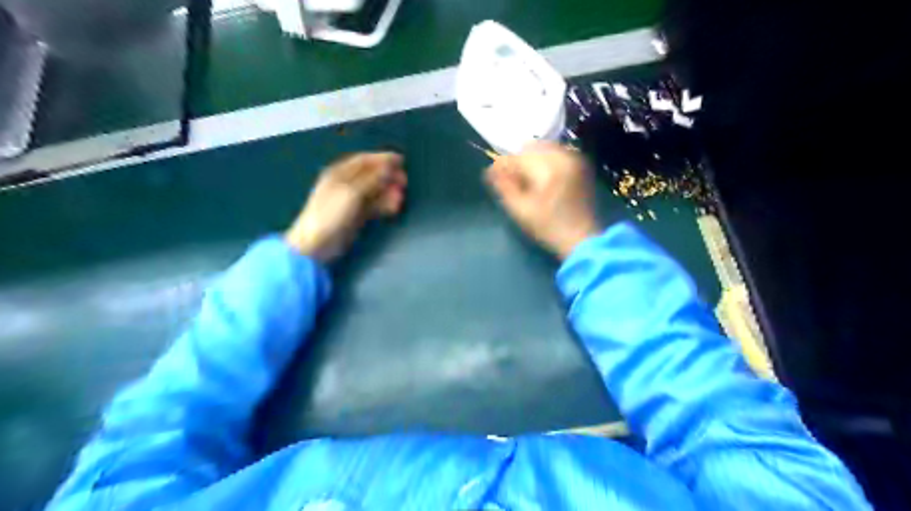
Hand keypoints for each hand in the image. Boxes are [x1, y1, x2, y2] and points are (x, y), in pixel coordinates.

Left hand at [285, 151, 406, 263]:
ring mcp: (351, 201)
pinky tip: (394, 207)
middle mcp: (346, 184)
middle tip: (404, 181)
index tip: (401, 161)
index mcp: (339, 173)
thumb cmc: (331, 215)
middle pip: (371, 175)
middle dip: (388, 177)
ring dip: (389, 192)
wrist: (316, 245)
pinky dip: (385, 205)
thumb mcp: (352, 192)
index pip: (364, 160)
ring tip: (401, 197)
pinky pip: (374, 206)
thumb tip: (390, 166)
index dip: (383, 159)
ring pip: (375, 191)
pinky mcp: (356, 216)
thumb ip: (372, 179)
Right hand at [488, 139, 603, 256]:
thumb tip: (491, 169)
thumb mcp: (520, 211)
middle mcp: (563, 157)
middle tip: (512, 179)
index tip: (493, 175)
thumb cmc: (548, 228)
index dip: (503, 165)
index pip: (518, 157)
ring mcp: (575, 159)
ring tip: (528, 179)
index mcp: (548, 169)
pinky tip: (543, 177)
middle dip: (519, 161)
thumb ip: (504, 186)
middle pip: (531, 147)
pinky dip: (546, 160)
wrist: (582, 238)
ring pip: (544, 148)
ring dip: (532, 159)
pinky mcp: (581, 164)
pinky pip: (557, 153)